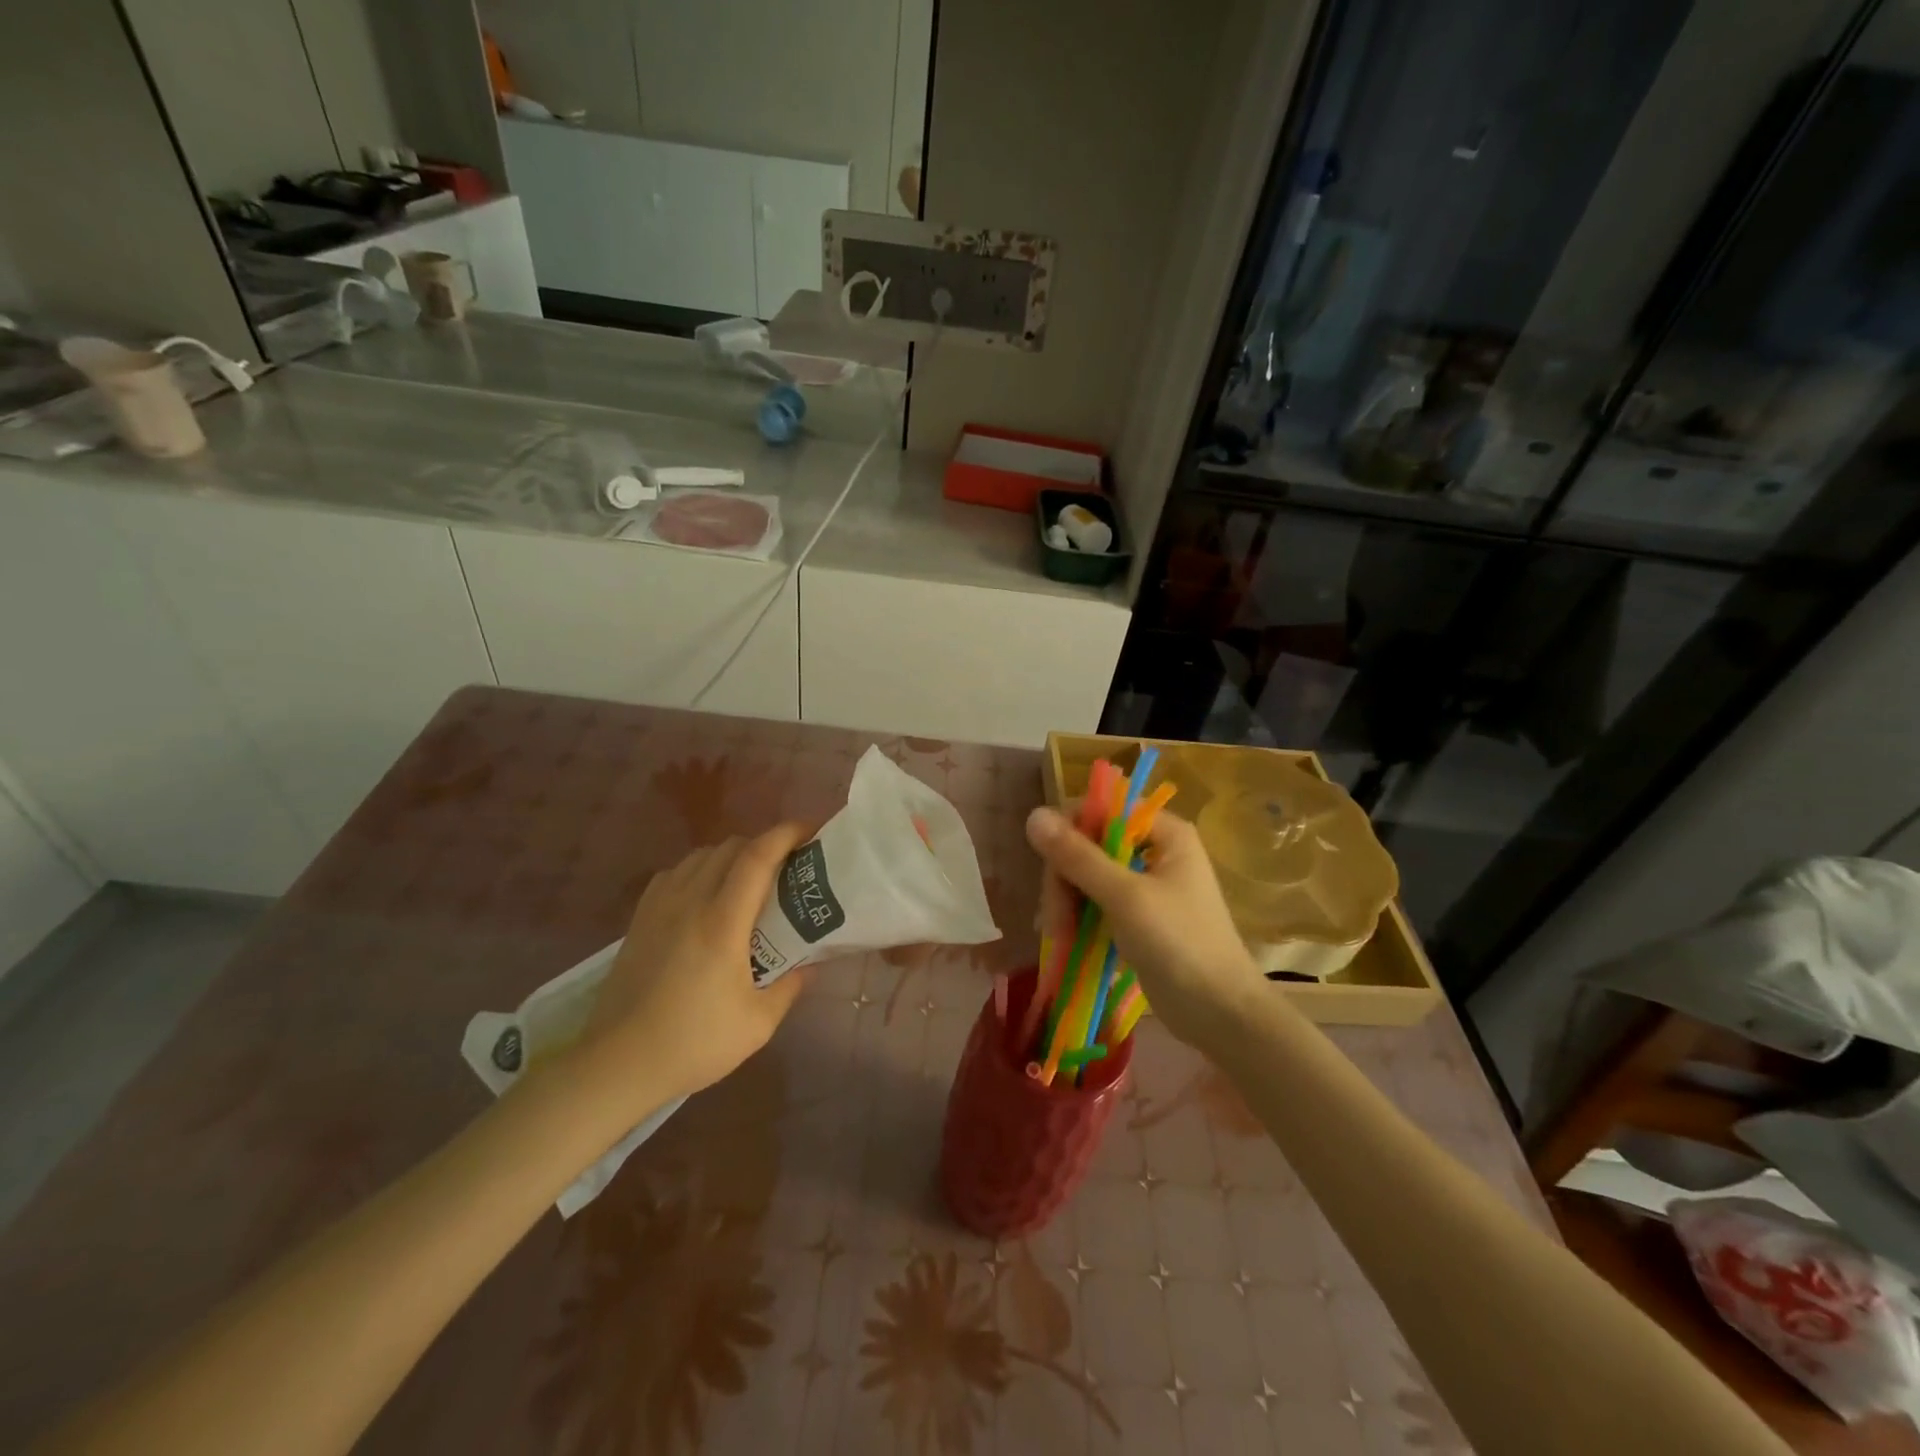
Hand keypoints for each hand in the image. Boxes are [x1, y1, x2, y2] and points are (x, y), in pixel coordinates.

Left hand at [565, 825, 812, 1112]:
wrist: (617, 1064)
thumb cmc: (693, 1043)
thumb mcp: (757, 1024)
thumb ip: (790, 986)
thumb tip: (810, 964)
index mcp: (722, 922)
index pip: (757, 856)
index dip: (786, 834)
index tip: (811, 831)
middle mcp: (690, 901)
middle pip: (731, 847)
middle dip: (765, 845)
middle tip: (788, 867)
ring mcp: (660, 907)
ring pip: (701, 855)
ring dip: (732, 856)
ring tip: (750, 880)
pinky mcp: (640, 919)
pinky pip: (675, 873)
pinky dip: (699, 869)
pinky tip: (706, 895)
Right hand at [1027, 805, 1262, 1049]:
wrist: (1220, 1013)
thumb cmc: (1179, 945)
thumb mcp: (1125, 896)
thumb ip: (1078, 856)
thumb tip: (1033, 815)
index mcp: (1164, 832)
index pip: (1102, 810)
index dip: (1070, 831)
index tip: (1050, 867)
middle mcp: (1155, 850)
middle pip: (1090, 844)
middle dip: (1066, 879)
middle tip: (1053, 918)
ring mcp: (1146, 884)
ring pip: (1088, 875)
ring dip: (1068, 902)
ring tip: (1059, 936)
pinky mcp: (1137, 916)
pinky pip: (1096, 901)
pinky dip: (1079, 916)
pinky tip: (1064, 938)